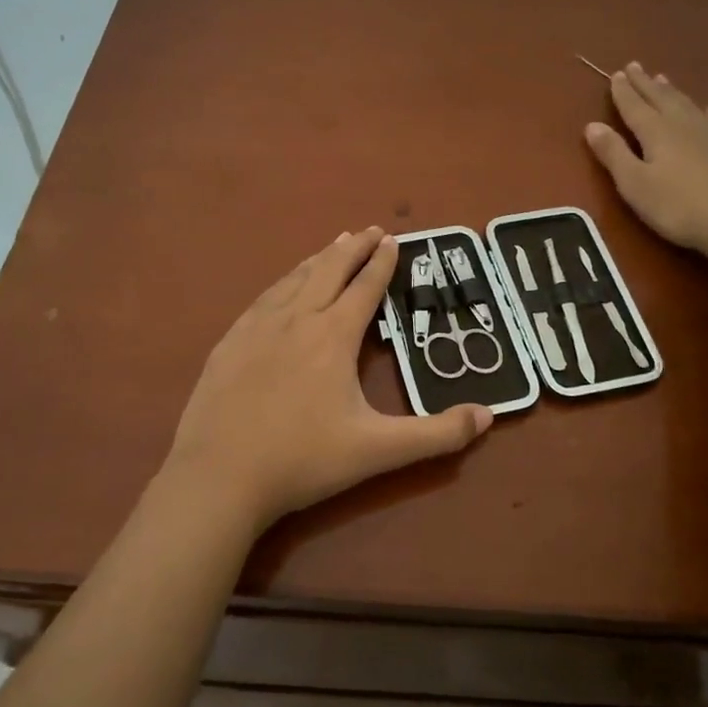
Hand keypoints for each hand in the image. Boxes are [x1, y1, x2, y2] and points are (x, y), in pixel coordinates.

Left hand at [161, 228, 493, 530]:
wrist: (219, 476)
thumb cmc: (303, 461)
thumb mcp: (378, 451)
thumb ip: (436, 434)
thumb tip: (488, 415)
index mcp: (333, 336)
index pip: (364, 288)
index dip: (382, 263)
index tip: (393, 239)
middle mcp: (296, 320)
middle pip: (329, 271)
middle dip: (353, 249)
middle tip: (370, 230)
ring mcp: (257, 328)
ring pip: (293, 280)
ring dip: (318, 259)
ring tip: (333, 245)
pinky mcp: (229, 343)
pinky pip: (262, 299)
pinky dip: (282, 282)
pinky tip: (282, 286)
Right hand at [584, 62, 707, 257]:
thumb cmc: (679, 206)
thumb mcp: (635, 184)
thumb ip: (613, 154)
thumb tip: (592, 125)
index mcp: (656, 132)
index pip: (634, 106)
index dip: (623, 91)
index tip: (616, 74)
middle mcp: (683, 124)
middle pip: (661, 98)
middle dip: (645, 83)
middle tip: (635, 66)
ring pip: (688, 105)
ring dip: (673, 92)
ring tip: (663, 78)